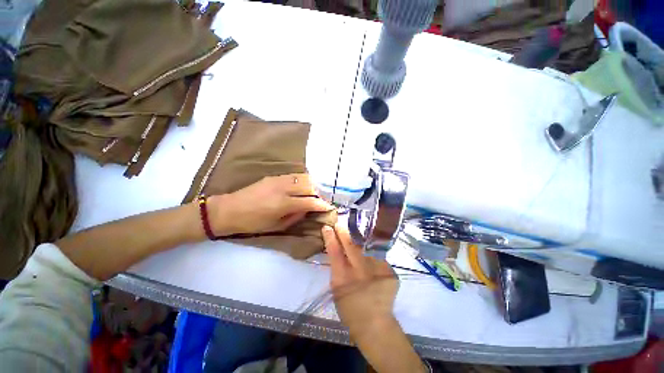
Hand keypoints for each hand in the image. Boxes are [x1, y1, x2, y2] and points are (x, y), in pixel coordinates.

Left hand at [208, 174, 332, 235]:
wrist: (229, 210)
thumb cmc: (252, 223)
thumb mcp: (275, 226)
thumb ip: (295, 216)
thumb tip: (307, 209)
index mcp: (283, 204)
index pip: (309, 201)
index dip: (321, 204)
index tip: (329, 207)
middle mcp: (283, 188)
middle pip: (309, 186)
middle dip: (318, 193)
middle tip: (320, 200)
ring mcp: (278, 180)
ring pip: (303, 177)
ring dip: (311, 185)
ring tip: (312, 193)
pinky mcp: (273, 176)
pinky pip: (293, 175)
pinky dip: (302, 180)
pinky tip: (301, 187)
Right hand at [322, 224, 398, 336]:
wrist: (375, 324)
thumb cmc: (350, 308)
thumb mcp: (336, 288)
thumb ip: (337, 267)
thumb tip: (337, 248)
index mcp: (343, 278)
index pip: (334, 251)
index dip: (330, 237)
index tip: (327, 227)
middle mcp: (360, 271)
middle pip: (351, 245)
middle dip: (344, 232)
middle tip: (340, 224)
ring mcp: (377, 270)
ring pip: (366, 247)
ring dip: (359, 239)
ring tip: (355, 233)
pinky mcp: (389, 271)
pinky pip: (378, 256)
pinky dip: (372, 253)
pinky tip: (370, 253)